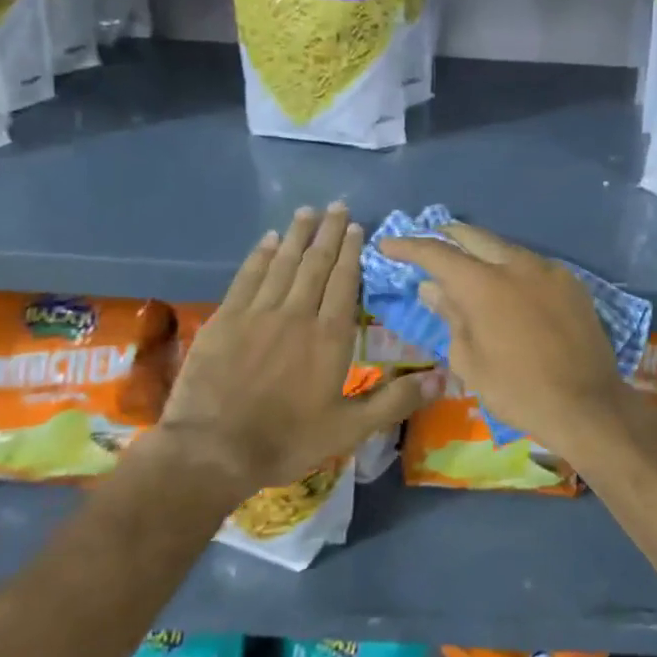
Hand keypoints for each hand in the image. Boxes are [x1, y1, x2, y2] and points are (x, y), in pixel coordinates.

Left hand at [152, 204, 427, 498]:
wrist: (213, 450)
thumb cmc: (287, 440)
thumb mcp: (350, 429)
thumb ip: (395, 401)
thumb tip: (442, 379)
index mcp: (329, 336)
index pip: (344, 282)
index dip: (351, 253)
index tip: (356, 227)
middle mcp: (297, 314)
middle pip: (316, 264)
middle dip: (328, 233)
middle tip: (336, 206)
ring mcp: (258, 313)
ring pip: (283, 263)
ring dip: (297, 235)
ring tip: (307, 211)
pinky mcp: (226, 319)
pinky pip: (248, 277)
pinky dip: (260, 255)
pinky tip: (268, 240)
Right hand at [378, 223, 631, 462]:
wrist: (587, 405)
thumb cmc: (518, 390)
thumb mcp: (470, 360)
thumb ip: (450, 316)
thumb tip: (433, 288)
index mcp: (483, 284)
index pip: (437, 253)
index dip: (408, 246)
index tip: (388, 244)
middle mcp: (516, 264)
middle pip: (473, 237)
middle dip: (446, 236)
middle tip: (428, 244)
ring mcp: (548, 269)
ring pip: (505, 248)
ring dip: (481, 252)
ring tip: (467, 265)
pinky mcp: (571, 282)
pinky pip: (532, 264)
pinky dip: (511, 268)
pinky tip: (508, 287)